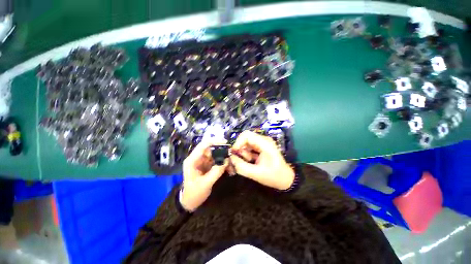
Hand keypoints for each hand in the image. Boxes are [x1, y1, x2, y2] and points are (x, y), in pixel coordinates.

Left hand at [181, 140, 228, 211]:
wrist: (190, 202)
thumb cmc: (194, 193)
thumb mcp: (205, 184)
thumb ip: (216, 172)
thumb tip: (227, 160)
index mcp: (192, 160)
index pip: (203, 146)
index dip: (214, 142)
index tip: (225, 143)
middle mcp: (197, 158)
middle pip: (211, 149)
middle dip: (222, 151)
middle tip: (232, 155)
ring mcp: (203, 162)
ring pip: (215, 155)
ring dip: (224, 158)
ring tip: (232, 164)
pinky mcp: (207, 165)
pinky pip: (217, 161)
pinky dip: (223, 163)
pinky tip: (230, 168)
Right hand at [230, 131, 294, 189]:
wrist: (286, 179)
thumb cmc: (274, 176)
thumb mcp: (256, 174)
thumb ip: (241, 166)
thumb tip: (230, 158)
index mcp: (264, 143)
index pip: (246, 135)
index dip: (237, 142)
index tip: (234, 153)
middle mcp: (263, 140)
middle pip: (245, 138)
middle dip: (240, 149)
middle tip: (240, 160)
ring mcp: (262, 143)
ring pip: (246, 143)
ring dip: (243, 153)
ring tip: (249, 162)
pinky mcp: (260, 147)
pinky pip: (248, 148)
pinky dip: (246, 154)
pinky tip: (251, 161)